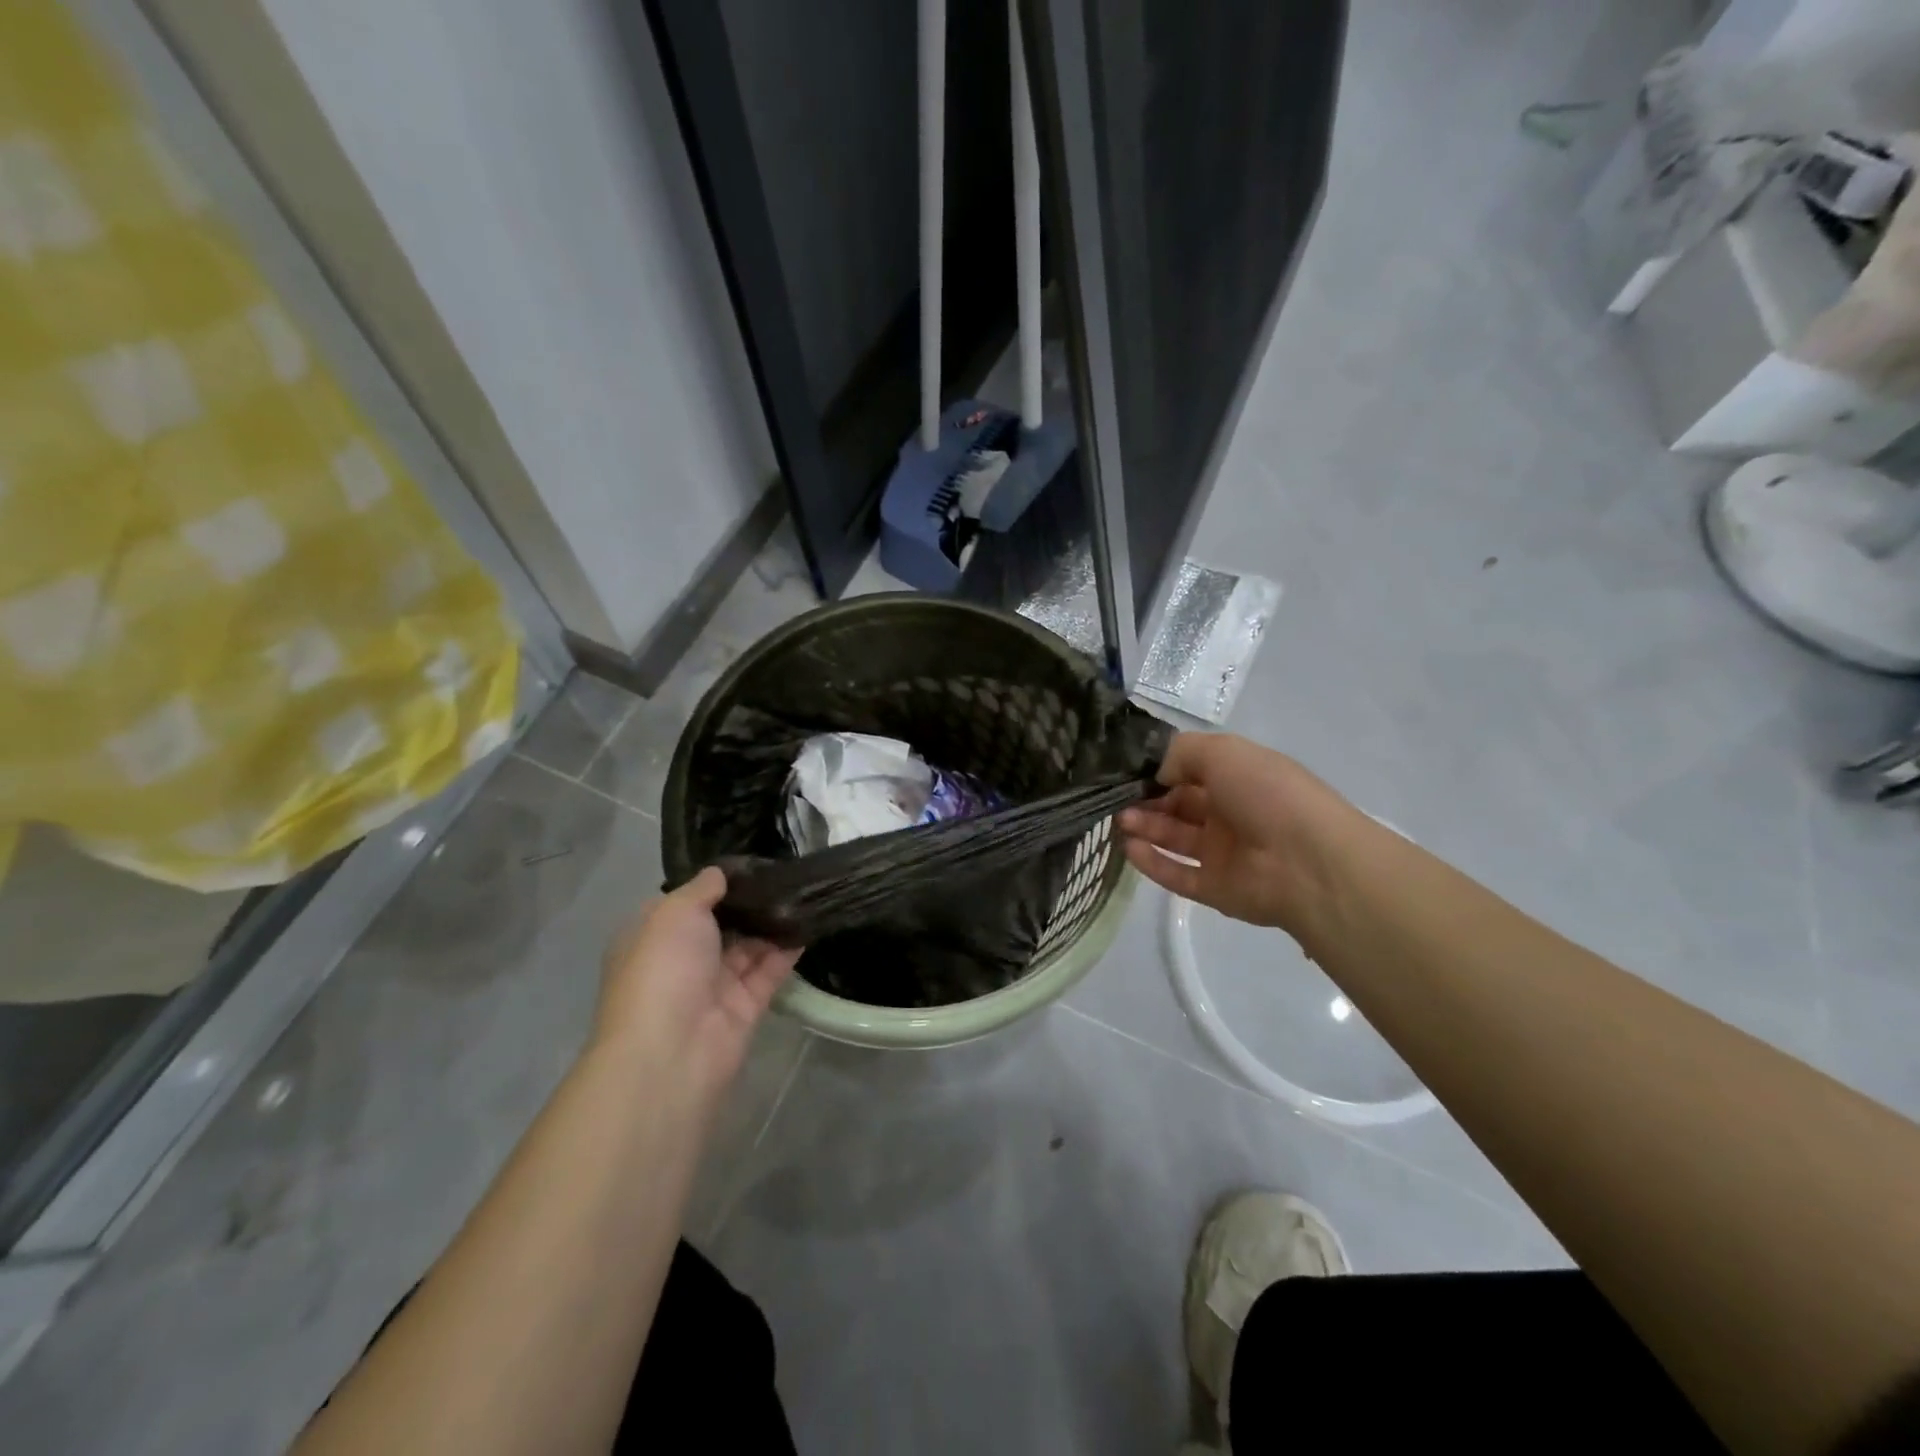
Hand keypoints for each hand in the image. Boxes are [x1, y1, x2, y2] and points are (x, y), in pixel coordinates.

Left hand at [594, 868, 799, 1110]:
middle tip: (786, 871)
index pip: (685, 905)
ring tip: (805, 890)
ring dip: (773, 922)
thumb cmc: (662, 969)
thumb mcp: (674, 912)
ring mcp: (714, 986)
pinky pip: (769, 971)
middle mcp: (681, 961)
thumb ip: (702, 888)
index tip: (750, 862)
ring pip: (748, 947)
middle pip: (721, 925)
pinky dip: (788, 949)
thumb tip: (721, 873)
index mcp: (652, 937)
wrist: (671, 1051)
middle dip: (749, 902)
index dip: (714, 885)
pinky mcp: (745, 1007)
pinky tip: (810, 921)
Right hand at [1118, 733, 1358, 932]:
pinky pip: (1177, 874)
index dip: (1159, 770)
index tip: (1126, 769)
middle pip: (1178, 804)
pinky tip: (1129, 848)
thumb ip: (1180, 753)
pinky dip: (1152, 862)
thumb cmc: (1267, 794)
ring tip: (1120, 821)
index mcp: (1238, 778)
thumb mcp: (1222, 751)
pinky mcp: (1215, 888)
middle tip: (1115, 798)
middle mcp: (1230, 813)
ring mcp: (1223, 853)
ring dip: (1145, 827)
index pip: (1190, 771)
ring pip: (1175, 838)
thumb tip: (1155, 773)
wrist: (1308, 862)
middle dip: (1146, 799)